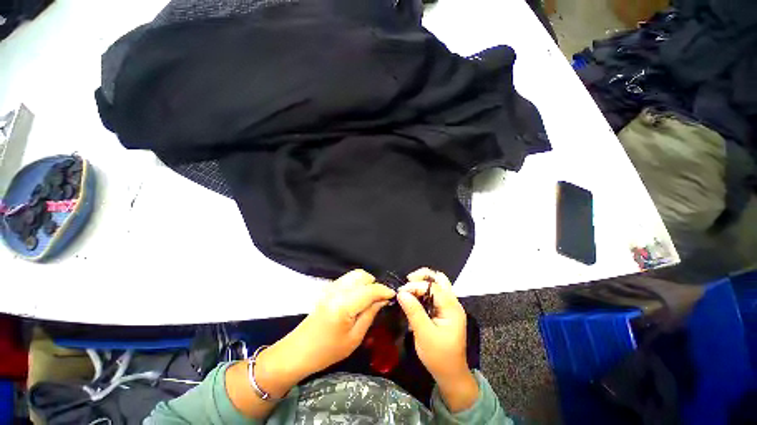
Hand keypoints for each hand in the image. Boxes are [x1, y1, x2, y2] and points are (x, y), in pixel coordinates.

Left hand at [227, 269, 394, 418]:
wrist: (298, 351)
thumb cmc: (327, 351)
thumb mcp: (354, 338)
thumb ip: (370, 314)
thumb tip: (383, 300)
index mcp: (344, 304)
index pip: (370, 289)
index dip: (384, 290)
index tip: (394, 295)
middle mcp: (338, 290)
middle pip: (363, 275)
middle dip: (375, 284)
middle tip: (381, 298)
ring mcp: (331, 287)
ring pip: (355, 274)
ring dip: (366, 282)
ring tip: (372, 297)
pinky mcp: (328, 289)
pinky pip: (348, 279)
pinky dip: (358, 283)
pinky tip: (360, 296)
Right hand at [397, 268, 478, 411]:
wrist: (451, 374)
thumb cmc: (439, 356)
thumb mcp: (424, 335)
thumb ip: (414, 311)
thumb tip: (401, 293)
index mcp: (452, 308)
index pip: (433, 287)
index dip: (416, 286)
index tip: (401, 292)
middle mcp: (453, 303)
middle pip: (440, 279)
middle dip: (423, 276)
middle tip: (408, 282)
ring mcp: (450, 306)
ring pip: (438, 284)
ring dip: (423, 282)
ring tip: (409, 288)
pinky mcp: (445, 311)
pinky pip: (435, 293)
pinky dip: (424, 290)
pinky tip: (415, 297)